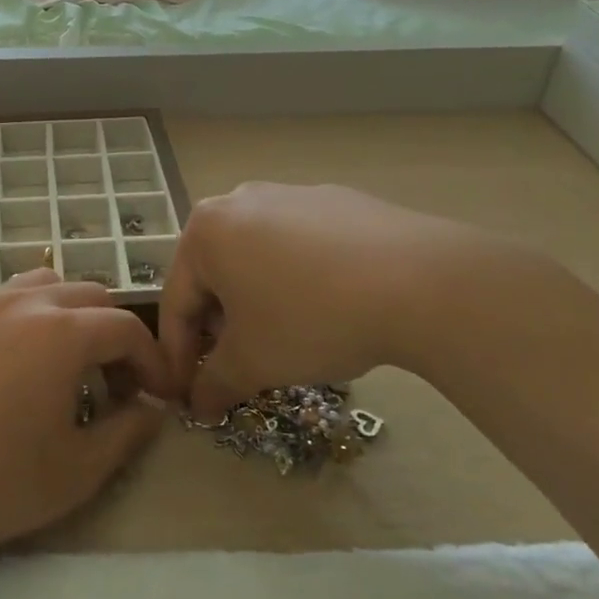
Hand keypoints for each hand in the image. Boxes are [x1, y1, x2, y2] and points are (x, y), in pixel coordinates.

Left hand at [0, 271, 168, 547]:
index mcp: (62, 333)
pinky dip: (17, 323)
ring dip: (63, 315)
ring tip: (58, 362)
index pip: (125, 327)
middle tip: (110, 383)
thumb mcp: (79, 469)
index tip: (156, 395)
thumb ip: (128, 432)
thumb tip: (152, 408)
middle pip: (86, 296)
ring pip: (38, 286)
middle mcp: (22, 304)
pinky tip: (3, 368)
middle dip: (110, 334)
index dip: (150, 359)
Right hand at [157, 182, 554, 418]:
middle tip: (236, 367)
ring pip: (257, 256)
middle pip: (215, 273)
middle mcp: (239, 200)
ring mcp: (291, 194)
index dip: (179, 355)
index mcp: (205, 231)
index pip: (176, 300)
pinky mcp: (337, 199)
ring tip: (284, 338)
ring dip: (257, 299)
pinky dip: (298, 277)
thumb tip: (198, 404)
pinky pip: (299, 243)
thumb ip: (215, 383)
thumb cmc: (312, 318)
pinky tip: (328, 306)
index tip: (187, 393)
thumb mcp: (254, 361)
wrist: (421, 283)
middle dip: (219, 325)